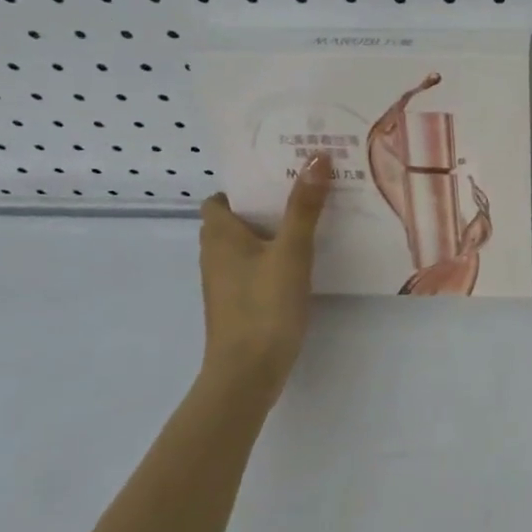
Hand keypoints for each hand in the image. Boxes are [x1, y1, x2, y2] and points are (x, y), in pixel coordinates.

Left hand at [197, 156, 331, 410]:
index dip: (245, 186)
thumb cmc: (264, 305)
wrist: (248, 373)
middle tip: (307, 190)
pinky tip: (306, 260)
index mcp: (219, 235)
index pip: (219, 199)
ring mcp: (226, 283)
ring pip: (249, 245)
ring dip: (275, 231)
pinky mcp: (240, 303)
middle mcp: (215, 255)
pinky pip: (256, 268)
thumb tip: (316, 157)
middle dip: (268, 204)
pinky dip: (276, 258)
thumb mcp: (291, 252)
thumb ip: (304, 207)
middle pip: (238, 219)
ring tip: (314, 218)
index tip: (279, 174)